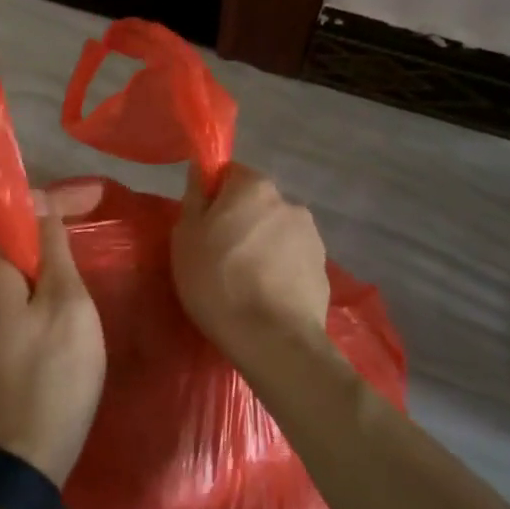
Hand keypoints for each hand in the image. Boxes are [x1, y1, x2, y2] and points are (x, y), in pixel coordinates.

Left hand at [0, 186, 106, 485]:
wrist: (23, 456)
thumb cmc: (54, 373)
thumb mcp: (67, 304)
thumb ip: (54, 250)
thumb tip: (43, 205)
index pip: (20, 214)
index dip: (58, 200)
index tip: (98, 198)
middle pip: (15, 242)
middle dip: (53, 227)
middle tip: (96, 222)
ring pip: (16, 272)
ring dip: (48, 258)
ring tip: (86, 254)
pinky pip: (15, 298)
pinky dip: (41, 287)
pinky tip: (66, 296)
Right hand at [172, 164, 331, 361]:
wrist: (272, 338)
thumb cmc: (217, 280)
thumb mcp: (186, 236)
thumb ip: (195, 197)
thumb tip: (201, 169)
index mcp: (254, 187)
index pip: (230, 174)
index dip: (214, 197)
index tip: (202, 225)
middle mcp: (288, 202)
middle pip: (256, 204)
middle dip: (240, 222)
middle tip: (218, 257)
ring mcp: (311, 236)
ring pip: (276, 232)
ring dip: (262, 246)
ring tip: (244, 283)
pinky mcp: (323, 269)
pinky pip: (292, 260)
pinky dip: (279, 270)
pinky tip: (265, 297)